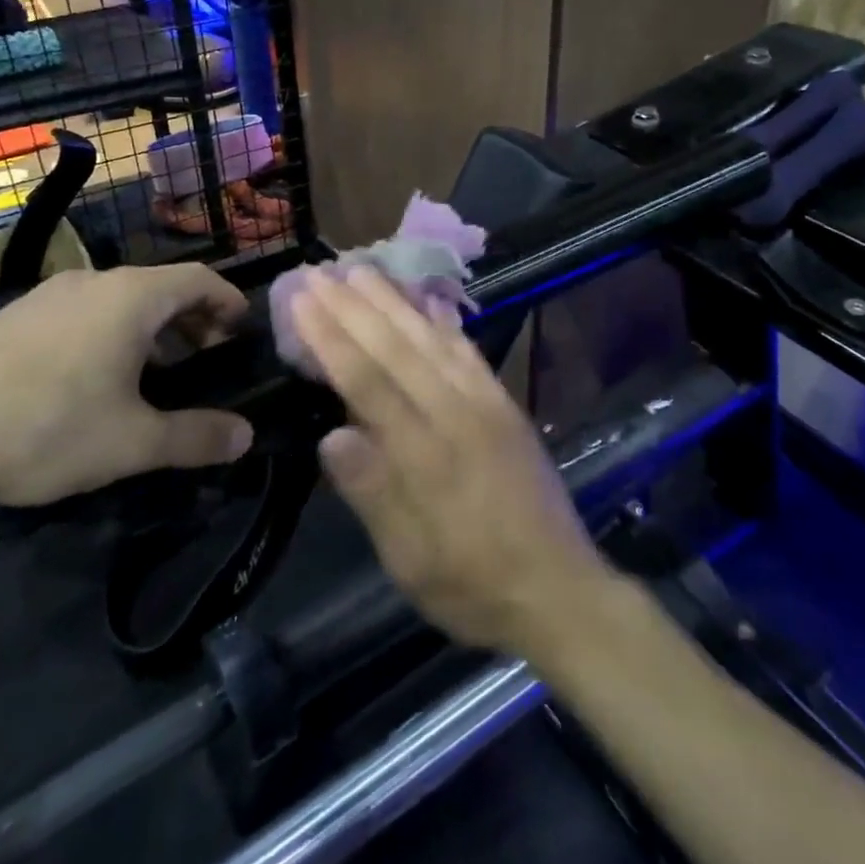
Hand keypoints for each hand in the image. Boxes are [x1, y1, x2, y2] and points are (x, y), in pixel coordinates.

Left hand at [0, 264, 253, 506]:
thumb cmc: (44, 427)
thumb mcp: (132, 442)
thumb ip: (196, 437)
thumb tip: (245, 437)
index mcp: (131, 296)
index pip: (199, 279)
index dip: (228, 301)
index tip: (242, 330)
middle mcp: (92, 282)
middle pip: (161, 287)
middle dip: (192, 318)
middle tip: (205, 358)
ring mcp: (47, 295)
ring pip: (119, 299)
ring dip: (150, 327)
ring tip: (155, 373)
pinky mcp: (13, 317)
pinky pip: (82, 312)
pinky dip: (110, 332)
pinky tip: (94, 379)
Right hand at [294, 266, 611, 655]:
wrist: (560, 592)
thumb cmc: (473, 585)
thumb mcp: (411, 561)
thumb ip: (373, 493)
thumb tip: (331, 435)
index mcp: (427, 454)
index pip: (369, 381)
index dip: (332, 338)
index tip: (303, 301)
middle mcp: (458, 414)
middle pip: (397, 348)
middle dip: (353, 307)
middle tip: (318, 272)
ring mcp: (487, 405)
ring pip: (432, 339)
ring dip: (394, 302)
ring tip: (362, 271)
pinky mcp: (507, 406)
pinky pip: (469, 353)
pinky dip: (442, 323)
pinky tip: (426, 305)